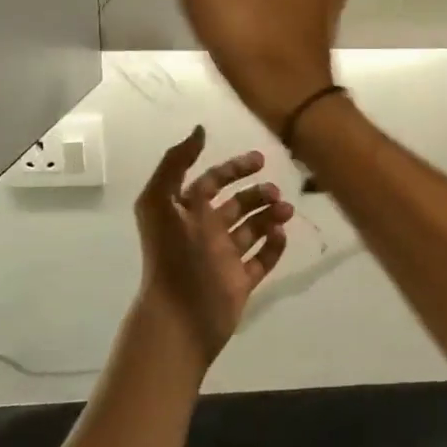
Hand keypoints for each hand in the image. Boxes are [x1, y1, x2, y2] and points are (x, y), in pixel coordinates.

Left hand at [132, 126, 294, 365]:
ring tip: (286, 211)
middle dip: (258, 194)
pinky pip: (262, 260)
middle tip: (276, 193)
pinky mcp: (240, 282)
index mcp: (187, 213)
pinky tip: (281, 235)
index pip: (212, 182)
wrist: (179, 316)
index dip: (234, 169)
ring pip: (253, 229)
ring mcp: (224, 258)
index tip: (260, 160)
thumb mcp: (160, 202)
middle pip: (237, 205)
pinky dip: (274, 246)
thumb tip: (200, 130)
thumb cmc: (171, 256)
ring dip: (271, 216)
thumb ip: (175, 163)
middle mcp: (206, 232)